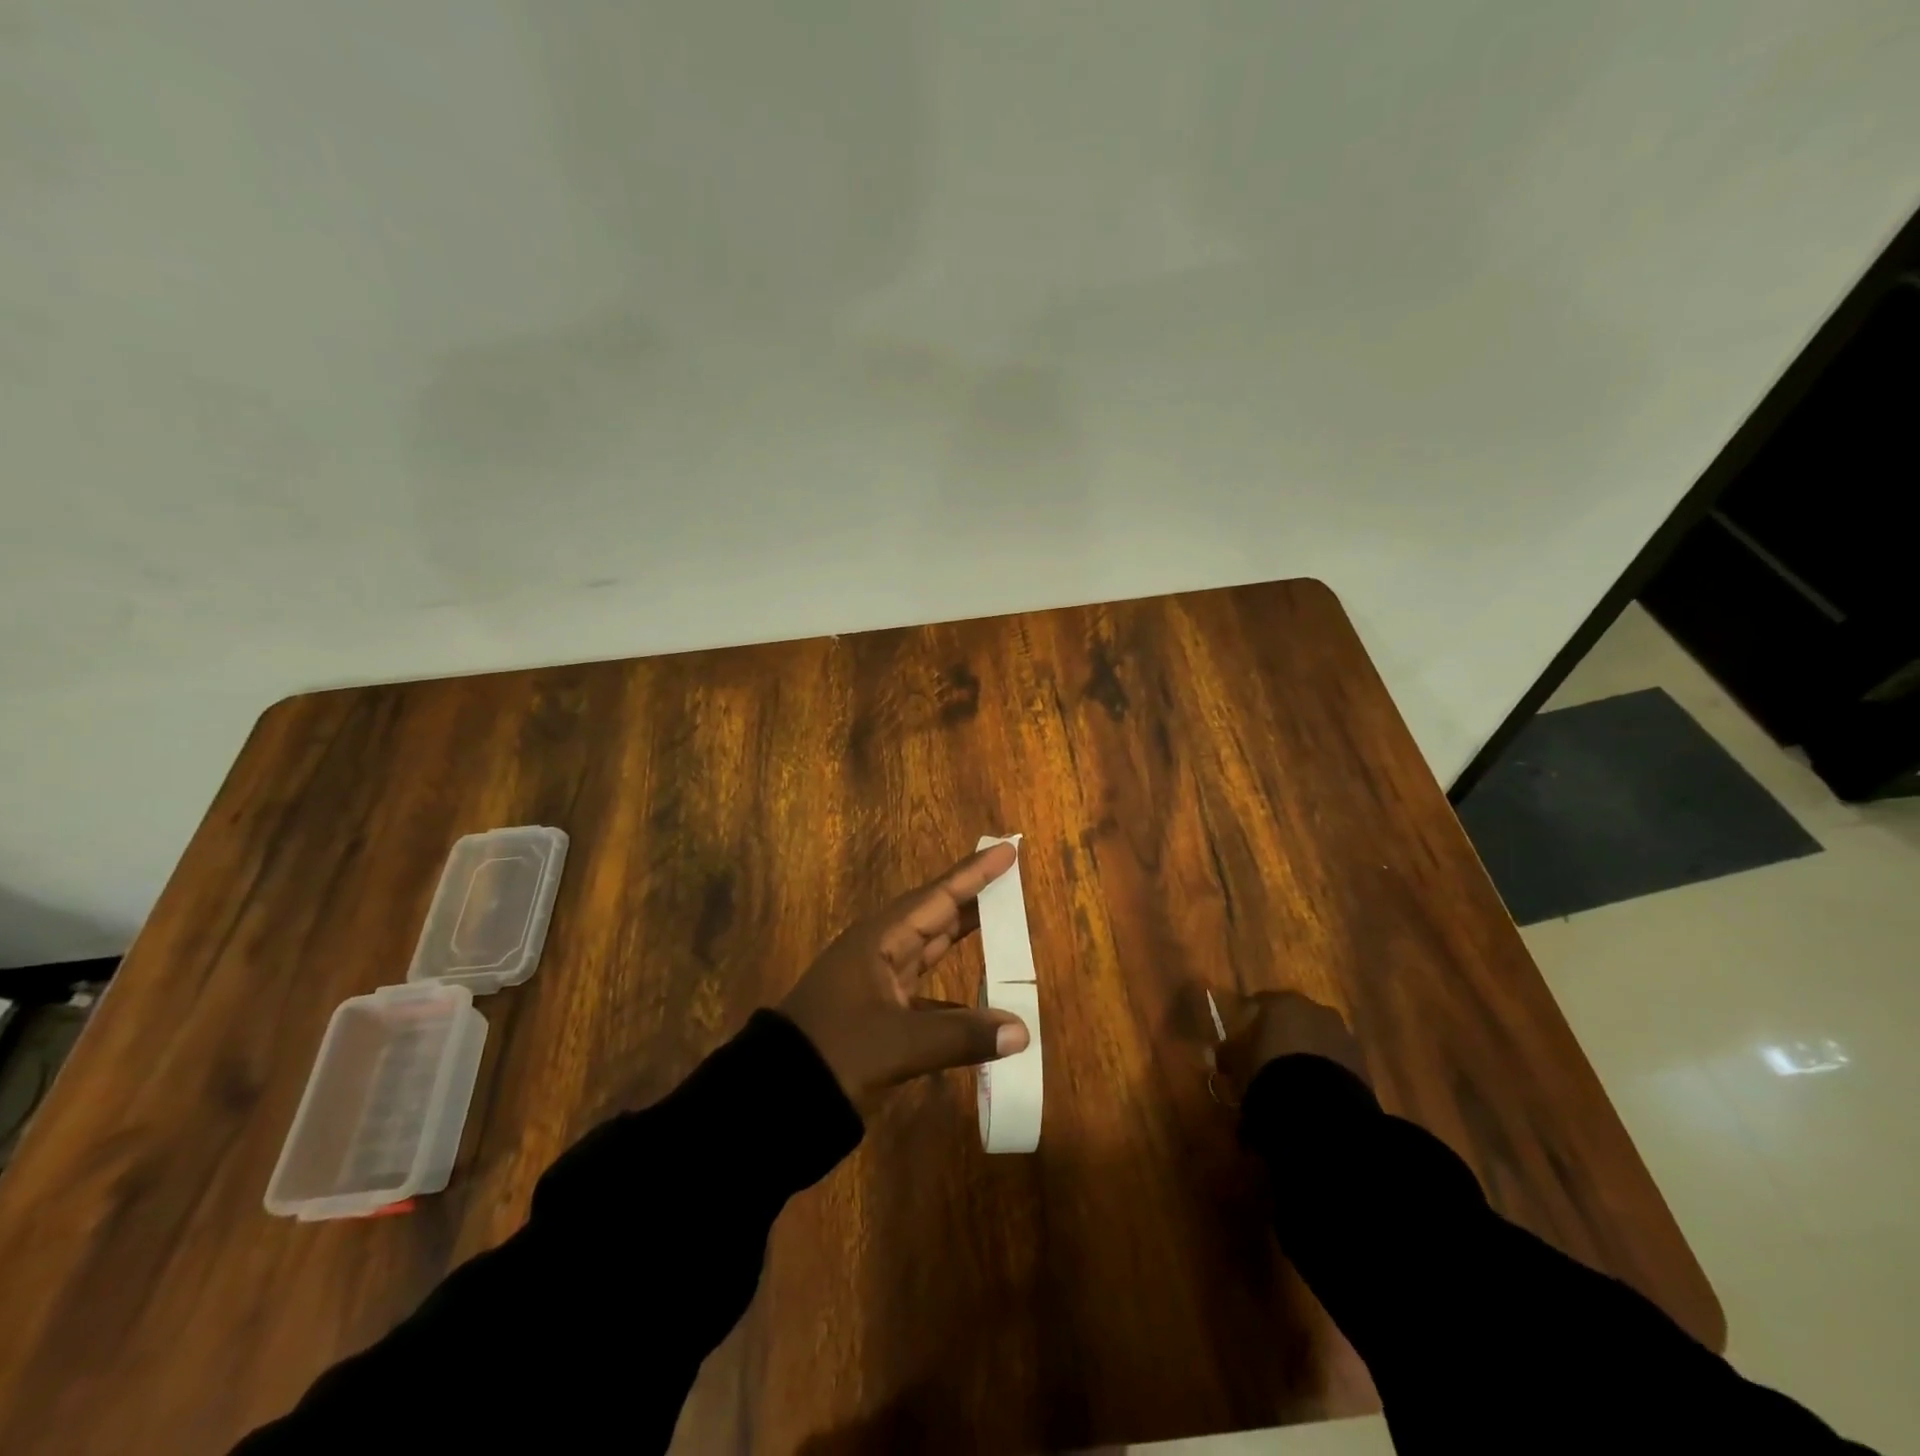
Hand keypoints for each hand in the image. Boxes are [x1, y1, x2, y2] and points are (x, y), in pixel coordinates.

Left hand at [781, 842, 1031, 1110]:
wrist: (775, 1098)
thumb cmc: (835, 1052)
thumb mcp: (898, 1044)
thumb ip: (961, 1035)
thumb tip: (1021, 1031)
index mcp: (879, 940)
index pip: (938, 897)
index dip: (974, 874)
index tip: (1006, 850)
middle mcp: (879, 951)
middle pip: (935, 916)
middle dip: (972, 898)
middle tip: (1011, 880)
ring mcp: (877, 982)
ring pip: (930, 949)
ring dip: (964, 938)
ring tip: (1003, 923)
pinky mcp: (878, 1013)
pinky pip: (926, 990)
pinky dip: (954, 994)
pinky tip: (980, 1003)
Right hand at [1216, 991, 1366, 1099]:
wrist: (1320, 1106)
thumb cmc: (1269, 1070)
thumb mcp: (1236, 1062)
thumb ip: (1227, 1052)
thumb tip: (1222, 1052)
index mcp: (1282, 1001)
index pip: (1259, 1002)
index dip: (1248, 1021)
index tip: (1239, 1040)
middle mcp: (1315, 1009)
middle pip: (1293, 1018)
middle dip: (1282, 1034)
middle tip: (1268, 1057)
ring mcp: (1342, 1034)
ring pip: (1317, 1038)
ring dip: (1306, 1052)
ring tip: (1293, 1079)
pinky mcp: (1362, 1062)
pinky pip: (1335, 1061)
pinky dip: (1324, 1070)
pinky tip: (1313, 1090)